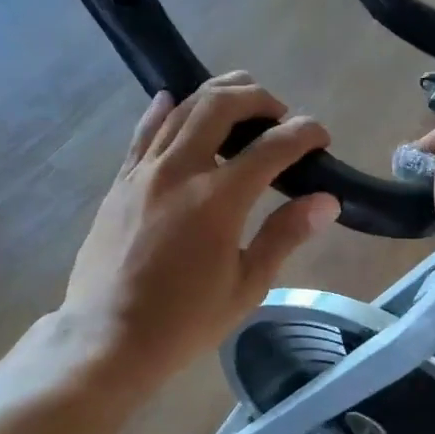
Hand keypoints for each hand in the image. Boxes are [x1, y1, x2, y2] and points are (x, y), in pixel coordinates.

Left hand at [61, 72, 339, 392]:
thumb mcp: (246, 285)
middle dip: (258, 98)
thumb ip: (284, 235)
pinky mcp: (120, 182)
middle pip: (222, 105)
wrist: (108, 337)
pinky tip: (173, 101)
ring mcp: (144, 171)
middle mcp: (180, 170)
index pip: (272, 146)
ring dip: (217, 96)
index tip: (320, 136)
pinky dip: (165, 110)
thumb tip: (326, 200)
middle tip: (279, 114)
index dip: (304, 134)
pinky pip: (144, 132)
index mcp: (218, 199)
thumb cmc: (184, 321)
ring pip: (182, 109)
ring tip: (240, 101)